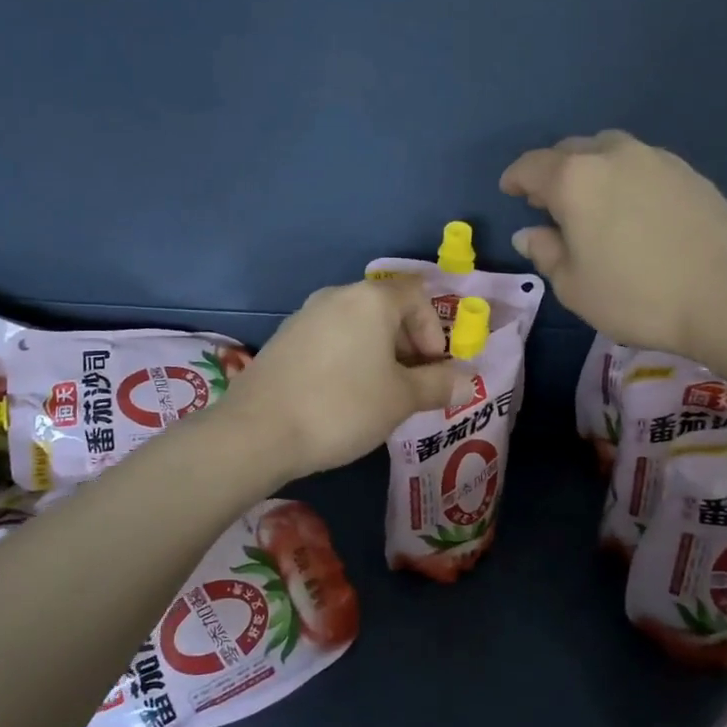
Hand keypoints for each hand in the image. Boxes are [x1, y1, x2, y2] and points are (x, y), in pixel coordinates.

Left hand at [221, 278, 465, 479]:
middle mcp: (336, 296)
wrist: (258, 431)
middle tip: (412, 385)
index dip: (434, 330)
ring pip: (356, 325)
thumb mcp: (401, 399)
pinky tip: (342, 397)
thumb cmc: (343, 406)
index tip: (433, 368)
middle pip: (386, 308)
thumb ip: (438, 385)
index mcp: (371, 299)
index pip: (417, 295)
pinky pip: (330, 340)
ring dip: (378, 353)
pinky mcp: (283, 340)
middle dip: (407, 344)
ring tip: (379, 395)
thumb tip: (468, 381)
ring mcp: (304, 315)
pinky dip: (347, 358)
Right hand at [500, 130, 726, 357]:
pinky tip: (632, 209)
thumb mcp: (574, 286)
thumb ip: (546, 252)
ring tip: (592, 202)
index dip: (515, 178)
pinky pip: (641, 164)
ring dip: (590, 169)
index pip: (531, 166)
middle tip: (548, 202)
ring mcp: (656, 158)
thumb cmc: (636, 296)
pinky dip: (624, 177)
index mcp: (575, 179)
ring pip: (609, 151)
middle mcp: (613, 155)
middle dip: (552, 171)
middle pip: (570, 150)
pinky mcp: (688, 172)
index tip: (510, 191)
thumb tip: (529, 233)